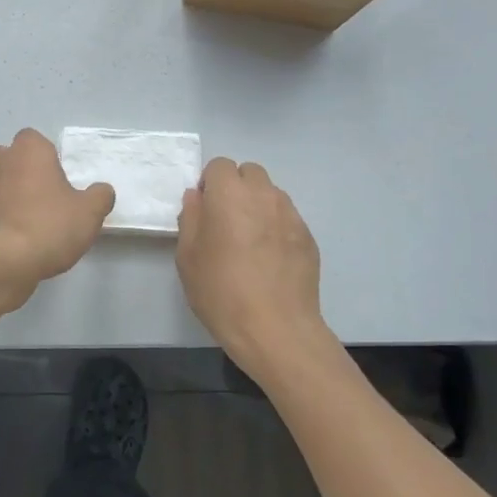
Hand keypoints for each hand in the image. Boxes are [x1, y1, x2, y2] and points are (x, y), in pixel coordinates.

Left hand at [0, 129, 114, 295]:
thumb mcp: (89, 212)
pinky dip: (4, 218)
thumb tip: (102, 191)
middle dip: (26, 171)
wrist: (3, 261)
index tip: (60, 177)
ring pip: (0, 183)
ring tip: (36, 222)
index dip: (46, 155)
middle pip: (12, 157)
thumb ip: (100, 197)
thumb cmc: (49, 225)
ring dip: (13, 196)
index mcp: (29, 150)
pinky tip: (20, 240)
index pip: (34, 139)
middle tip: (47, 195)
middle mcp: (2, 161)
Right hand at [177, 158, 331, 381]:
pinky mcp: (308, 237)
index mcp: (229, 194)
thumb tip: (198, 198)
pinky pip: (287, 218)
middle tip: (226, 222)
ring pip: (271, 194)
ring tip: (250, 241)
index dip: (210, 184)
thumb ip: (191, 218)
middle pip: (250, 173)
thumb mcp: (188, 257)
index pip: (220, 166)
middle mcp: (263, 195)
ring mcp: (291, 215)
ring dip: (258, 205)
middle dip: (236, 188)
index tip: (205, 211)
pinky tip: (270, 258)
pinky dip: (276, 227)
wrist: (277, 330)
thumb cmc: (222, 291)